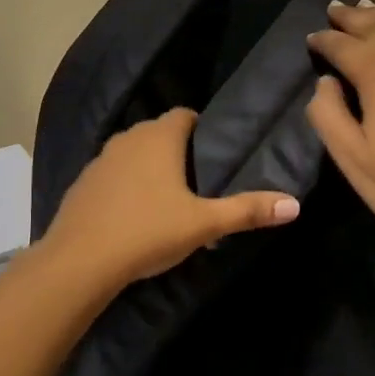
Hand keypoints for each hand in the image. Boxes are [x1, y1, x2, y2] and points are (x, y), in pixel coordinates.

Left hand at [36, 107, 300, 286]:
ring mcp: (100, 158)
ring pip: (133, 152)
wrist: (80, 260)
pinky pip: (111, 174)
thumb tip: (294, 204)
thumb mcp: (203, 224)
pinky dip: (124, 184)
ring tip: (167, 197)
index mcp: (159, 137)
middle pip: (159, 132)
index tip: (213, 154)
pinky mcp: (82, 182)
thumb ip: (247, 211)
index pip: (185, 115)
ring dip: (148, 166)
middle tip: (198, 180)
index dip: (201, 129)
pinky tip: (131, 213)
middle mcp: (128, 138)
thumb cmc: (148, 231)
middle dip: (177, 149)